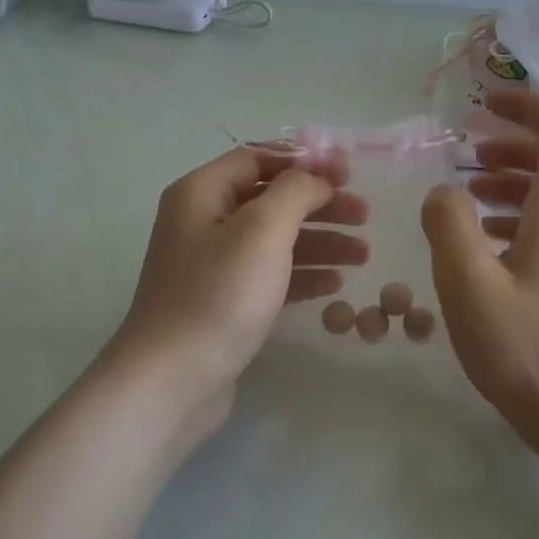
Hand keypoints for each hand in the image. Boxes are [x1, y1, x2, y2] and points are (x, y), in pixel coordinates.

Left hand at [105, 145, 368, 442]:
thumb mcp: (263, 229)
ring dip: (320, 241)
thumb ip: (296, 191)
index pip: (258, 158)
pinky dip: (303, 273)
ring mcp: (212, 266)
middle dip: (320, 204)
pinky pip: (270, 275)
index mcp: (201, 193)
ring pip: (275, 240)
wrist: (172, 380)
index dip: (305, 161)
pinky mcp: (224, 303)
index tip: (348, 174)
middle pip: (271, 199)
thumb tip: (315, 178)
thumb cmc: (219, 294)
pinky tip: (335, 283)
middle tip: (365, 215)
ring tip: (363, 255)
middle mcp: (203, 222)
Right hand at [421, 92, 538, 453]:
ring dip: (515, 181)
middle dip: (513, 145)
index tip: (487, 105)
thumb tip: (444, 191)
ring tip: (470, 196)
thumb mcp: (467, 281)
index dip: (528, 104)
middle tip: (469, 154)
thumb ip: (448, 223)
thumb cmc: (525, 347)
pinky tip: (489, 243)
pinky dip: (523, 214)